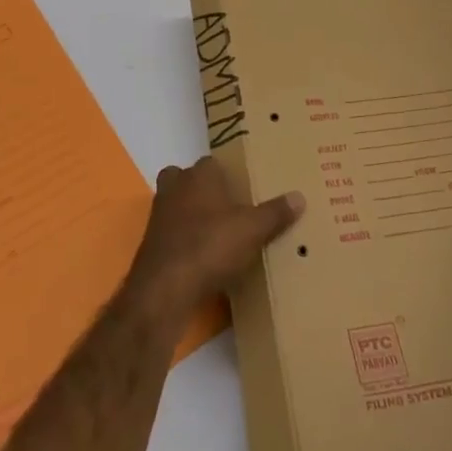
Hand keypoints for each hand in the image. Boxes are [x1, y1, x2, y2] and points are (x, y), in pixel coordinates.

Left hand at [122, 156, 302, 327]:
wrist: (165, 287)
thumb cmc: (211, 245)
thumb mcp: (253, 229)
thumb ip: (275, 213)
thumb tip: (299, 196)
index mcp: (200, 175)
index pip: (213, 163)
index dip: (228, 174)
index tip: (244, 188)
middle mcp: (175, 187)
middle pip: (189, 180)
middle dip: (205, 191)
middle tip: (230, 209)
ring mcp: (160, 215)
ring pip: (178, 205)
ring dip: (193, 216)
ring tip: (220, 234)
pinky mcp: (152, 243)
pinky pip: (173, 233)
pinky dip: (185, 240)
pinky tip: (204, 258)